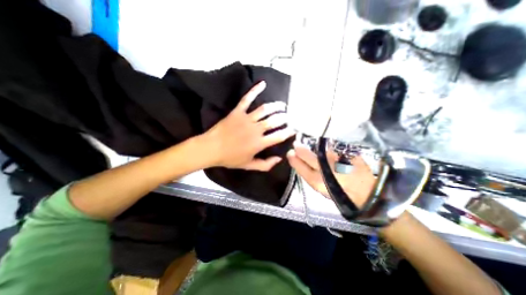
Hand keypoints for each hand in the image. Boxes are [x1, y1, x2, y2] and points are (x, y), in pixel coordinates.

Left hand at [201, 82, 295, 170]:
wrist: (211, 149)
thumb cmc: (230, 158)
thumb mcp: (249, 166)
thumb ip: (265, 165)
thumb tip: (279, 159)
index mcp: (259, 143)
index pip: (279, 136)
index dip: (288, 132)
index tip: (293, 129)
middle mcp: (256, 129)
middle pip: (275, 121)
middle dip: (284, 118)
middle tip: (288, 118)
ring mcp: (247, 119)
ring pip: (265, 109)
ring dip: (276, 106)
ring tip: (282, 106)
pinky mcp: (237, 112)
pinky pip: (247, 99)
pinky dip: (255, 90)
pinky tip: (263, 83)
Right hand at [287, 145, 377, 206]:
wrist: (366, 192)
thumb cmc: (339, 192)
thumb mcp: (320, 188)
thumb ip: (308, 174)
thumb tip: (298, 161)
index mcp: (317, 180)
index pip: (299, 165)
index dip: (293, 158)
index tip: (290, 153)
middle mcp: (324, 167)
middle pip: (306, 153)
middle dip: (299, 148)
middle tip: (296, 145)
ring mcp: (335, 158)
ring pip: (317, 148)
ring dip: (310, 145)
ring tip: (308, 144)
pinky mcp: (345, 152)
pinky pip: (329, 145)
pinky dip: (323, 144)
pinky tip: (322, 144)